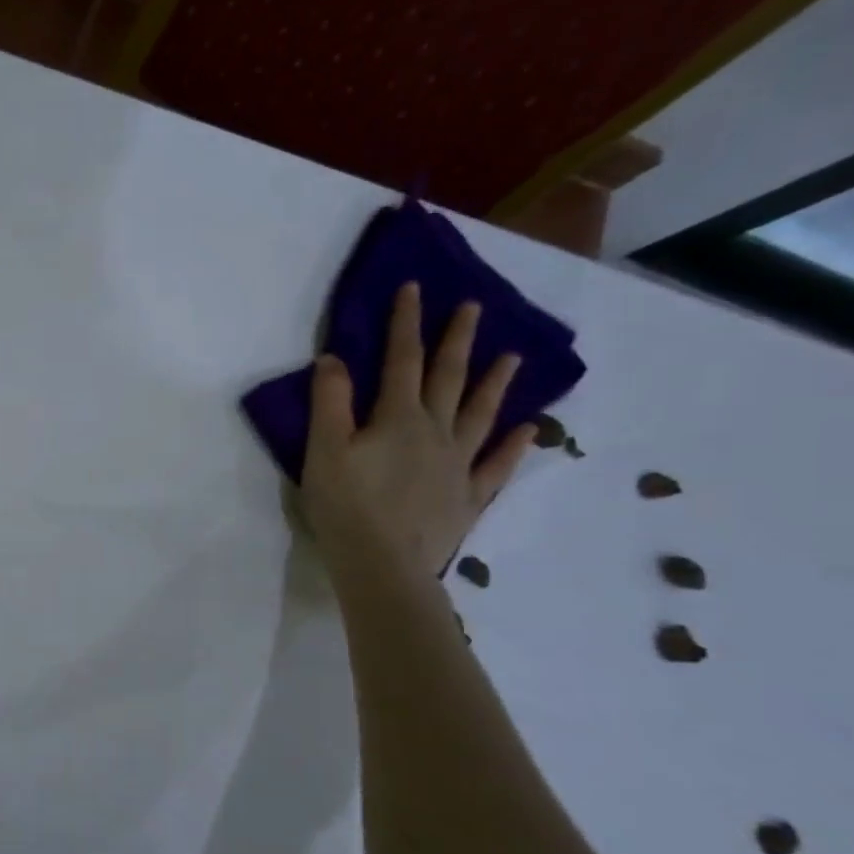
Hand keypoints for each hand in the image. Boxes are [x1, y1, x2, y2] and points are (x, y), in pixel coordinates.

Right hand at [300, 282, 532, 579]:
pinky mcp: (467, 497)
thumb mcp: (323, 450)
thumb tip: (334, 358)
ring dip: (495, 383)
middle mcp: (435, 432)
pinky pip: (496, 465)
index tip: (414, 287)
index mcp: (397, 418)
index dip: (406, 323)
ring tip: (513, 356)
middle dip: (457, 339)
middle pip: (449, 378)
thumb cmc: (345, 506)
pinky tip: (529, 429)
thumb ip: (330, 402)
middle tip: (473, 306)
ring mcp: (458, 465)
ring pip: (481, 414)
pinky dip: (514, 445)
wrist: (383, 565)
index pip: (401, 360)